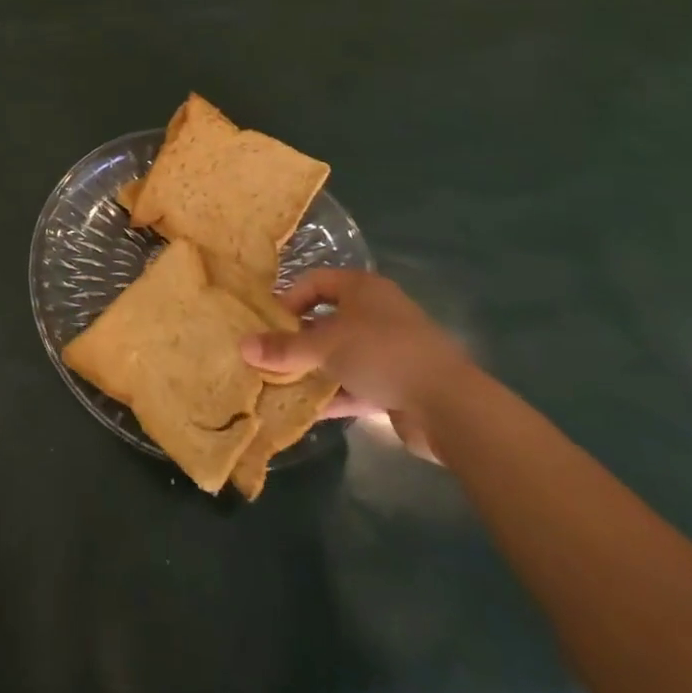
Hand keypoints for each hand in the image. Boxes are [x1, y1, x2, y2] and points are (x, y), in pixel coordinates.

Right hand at [240, 268, 471, 461]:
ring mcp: (390, 350)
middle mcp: (377, 313)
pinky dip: (334, 394)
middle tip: (269, 354)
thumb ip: (283, 348)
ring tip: (280, 383)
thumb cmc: (382, 354)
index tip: (267, 323)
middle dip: (298, 338)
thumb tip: (241, 346)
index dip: (289, 298)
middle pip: (327, 320)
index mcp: (363, 289)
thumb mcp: (325, 347)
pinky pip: (356, 384)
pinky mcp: (398, 385)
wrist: (449, 405)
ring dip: (314, 369)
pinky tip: (307, 411)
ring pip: (341, 355)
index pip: (316, 281)